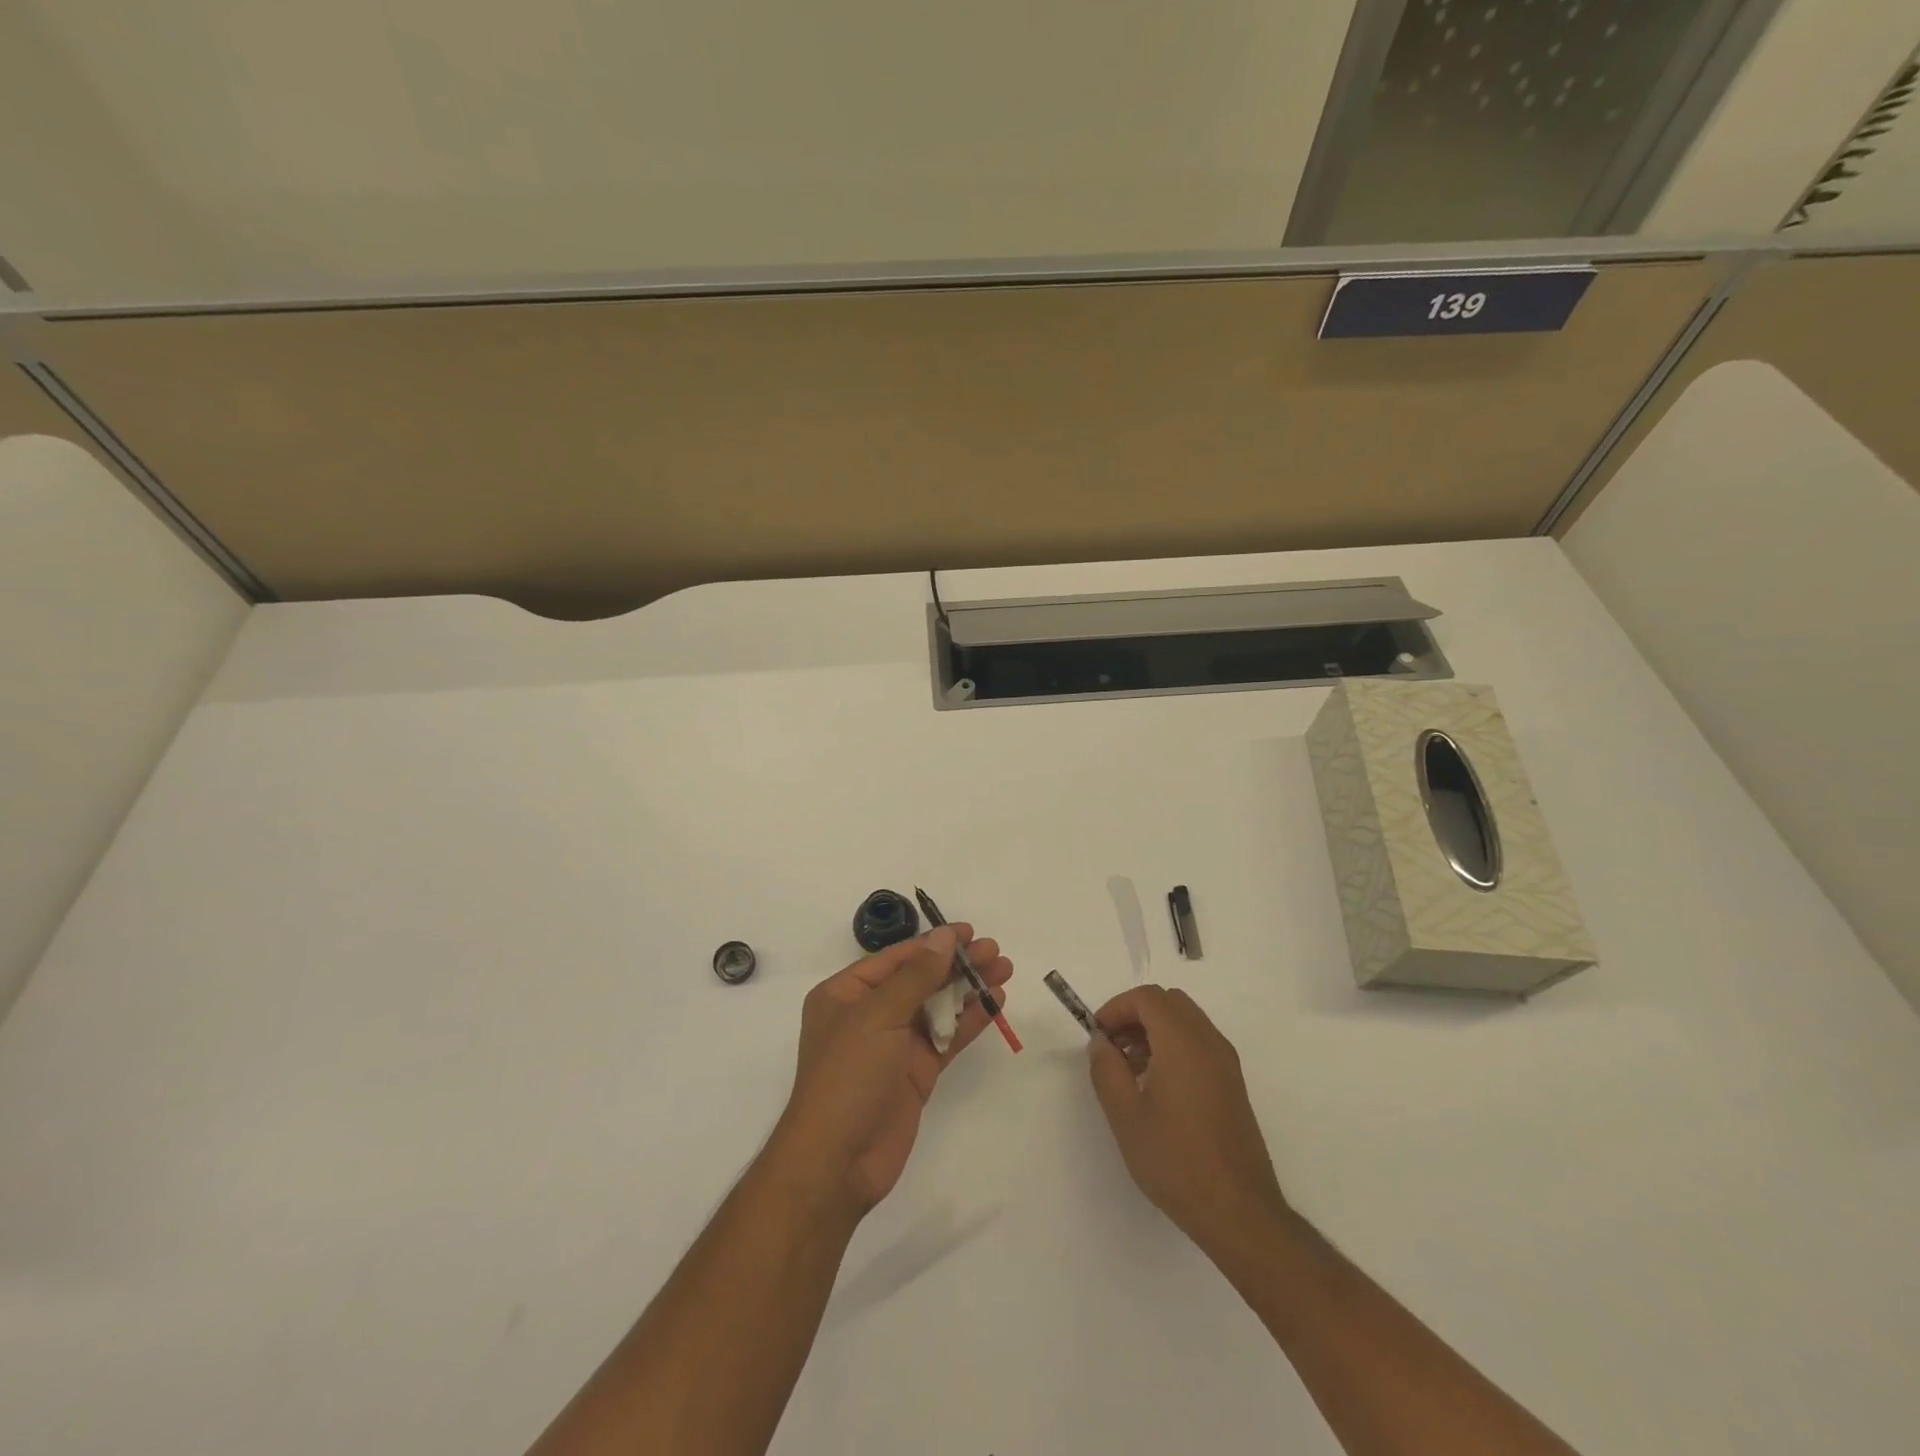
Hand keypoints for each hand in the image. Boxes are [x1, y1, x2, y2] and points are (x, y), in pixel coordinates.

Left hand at [773, 926, 1013, 1216]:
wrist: (838, 1161)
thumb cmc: (848, 1076)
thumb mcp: (878, 1017)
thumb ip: (916, 976)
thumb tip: (944, 937)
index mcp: (846, 994)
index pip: (896, 959)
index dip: (933, 943)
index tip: (969, 931)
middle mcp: (870, 1014)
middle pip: (920, 979)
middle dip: (957, 964)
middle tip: (995, 951)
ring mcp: (894, 1044)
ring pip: (937, 1006)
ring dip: (968, 989)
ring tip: (1003, 970)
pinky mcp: (916, 1072)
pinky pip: (946, 1037)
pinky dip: (970, 1020)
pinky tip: (994, 1003)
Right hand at [1088, 985, 1285, 1251]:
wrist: (1238, 1211)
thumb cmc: (1176, 1161)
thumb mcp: (1126, 1116)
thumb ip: (1106, 1069)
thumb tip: (1101, 1041)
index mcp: (1183, 1042)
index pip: (1147, 998)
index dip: (1116, 1007)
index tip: (1097, 1035)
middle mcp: (1209, 1042)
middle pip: (1168, 1002)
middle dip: (1135, 1014)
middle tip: (1112, 1046)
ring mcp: (1226, 1062)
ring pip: (1186, 1020)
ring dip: (1154, 1029)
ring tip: (1129, 1068)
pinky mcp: (1233, 1083)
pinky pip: (1199, 1043)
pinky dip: (1173, 1045)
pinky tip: (1156, 1085)